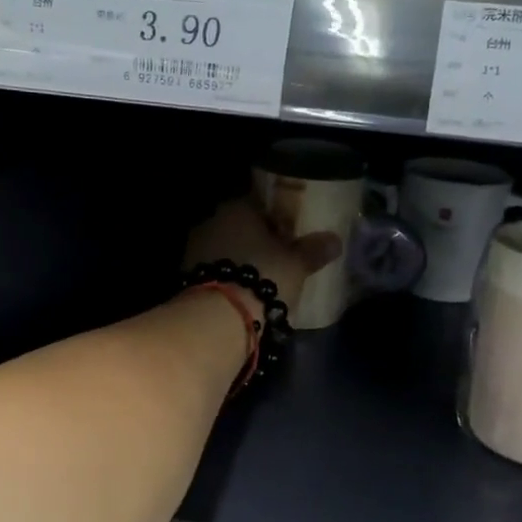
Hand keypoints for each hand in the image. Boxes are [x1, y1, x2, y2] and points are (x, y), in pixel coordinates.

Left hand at [183, 198, 341, 320]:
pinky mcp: (187, 277)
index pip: (260, 204)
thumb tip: (334, 240)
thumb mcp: (297, 264)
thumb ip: (314, 250)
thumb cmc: (263, 277)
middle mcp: (212, 221)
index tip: (291, 234)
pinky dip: (228, 279)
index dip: (278, 219)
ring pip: (226, 249)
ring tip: (263, 279)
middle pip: (240, 227)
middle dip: (257, 241)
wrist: (218, 317)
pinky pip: (216, 272)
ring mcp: (195, 249)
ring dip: (241, 261)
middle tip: (280, 258)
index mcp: (238, 208)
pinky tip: (243, 294)